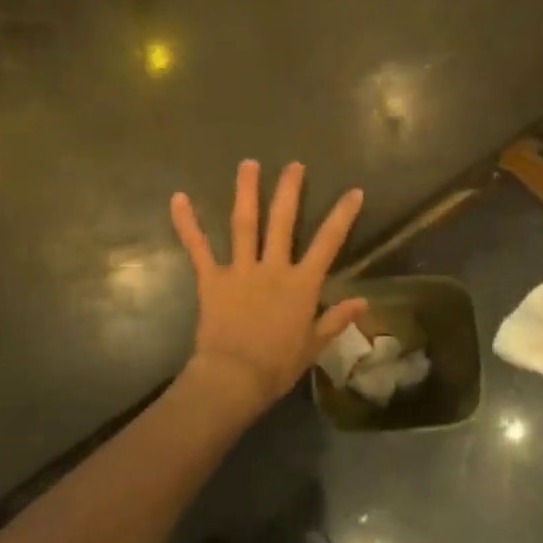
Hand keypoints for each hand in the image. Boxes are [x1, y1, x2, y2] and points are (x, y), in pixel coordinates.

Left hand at [170, 160, 365, 420]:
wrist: (234, 378)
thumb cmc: (277, 365)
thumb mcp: (314, 345)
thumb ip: (337, 319)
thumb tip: (364, 302)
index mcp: (301, 284)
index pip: (328, 243)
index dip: (342, 216)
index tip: (354, 191)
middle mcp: (273, 268)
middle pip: (283, 221)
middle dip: (289, 190)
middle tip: (293, 165)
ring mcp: (241, 270)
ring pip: (244, 224)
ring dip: (246, 192)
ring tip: (248, 164)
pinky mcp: (212, 279)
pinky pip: (199, 248)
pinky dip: (188, 223)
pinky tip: (179, 198)